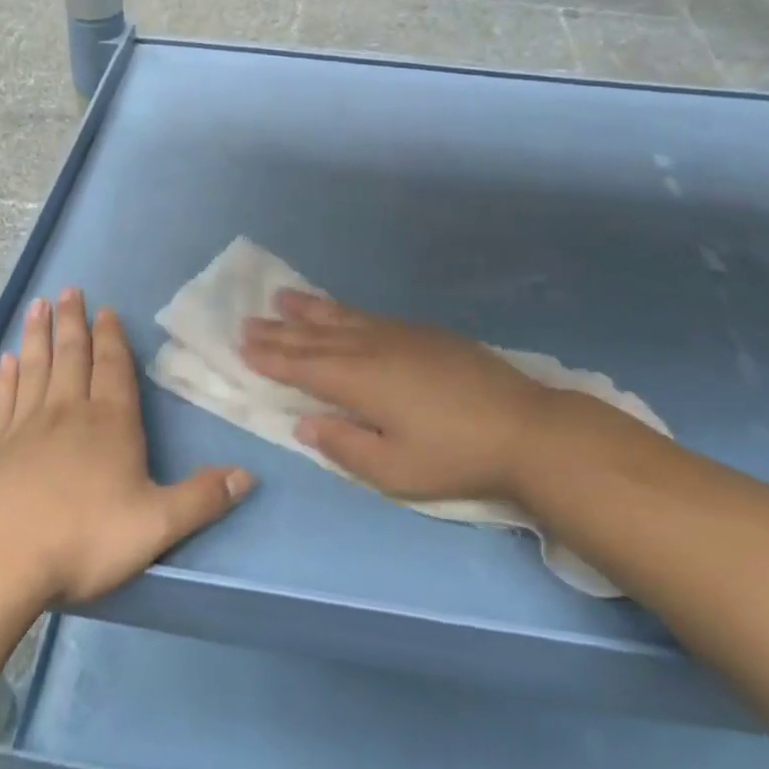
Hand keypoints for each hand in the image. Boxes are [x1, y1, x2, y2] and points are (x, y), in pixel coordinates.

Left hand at [0, 288, 254, 604]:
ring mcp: (24, 428)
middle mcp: (67, 414)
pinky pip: (2, 401)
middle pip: (72, 357)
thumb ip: (202, 498)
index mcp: (110, 424)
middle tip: (69, 291)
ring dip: (39, 336)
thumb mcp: (156, 525)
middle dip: (74, 323)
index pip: (114, 370)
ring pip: (36, 369)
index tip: (106, 310)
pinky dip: (6, 377)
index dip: (112, 339)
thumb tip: (249, 475)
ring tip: (38, 306)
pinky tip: (5, 361)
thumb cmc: (82, 539)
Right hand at [239, 290, 633, 505]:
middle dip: (280, 329)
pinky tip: (340, 310)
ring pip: (343, 317)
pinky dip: (344, 310)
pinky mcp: (425, 334)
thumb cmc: (455, 456)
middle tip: (248, 319)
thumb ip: (344, 446)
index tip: (242, 344)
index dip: (271, 356)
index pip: (303, 365)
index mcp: (361, 381)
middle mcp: (374, 348)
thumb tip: (304, 423)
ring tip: (283, 297)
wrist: (526, 428)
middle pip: (317, 336)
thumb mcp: (394, 471)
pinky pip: (370, 315)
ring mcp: (401, 336)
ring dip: (309, 309)